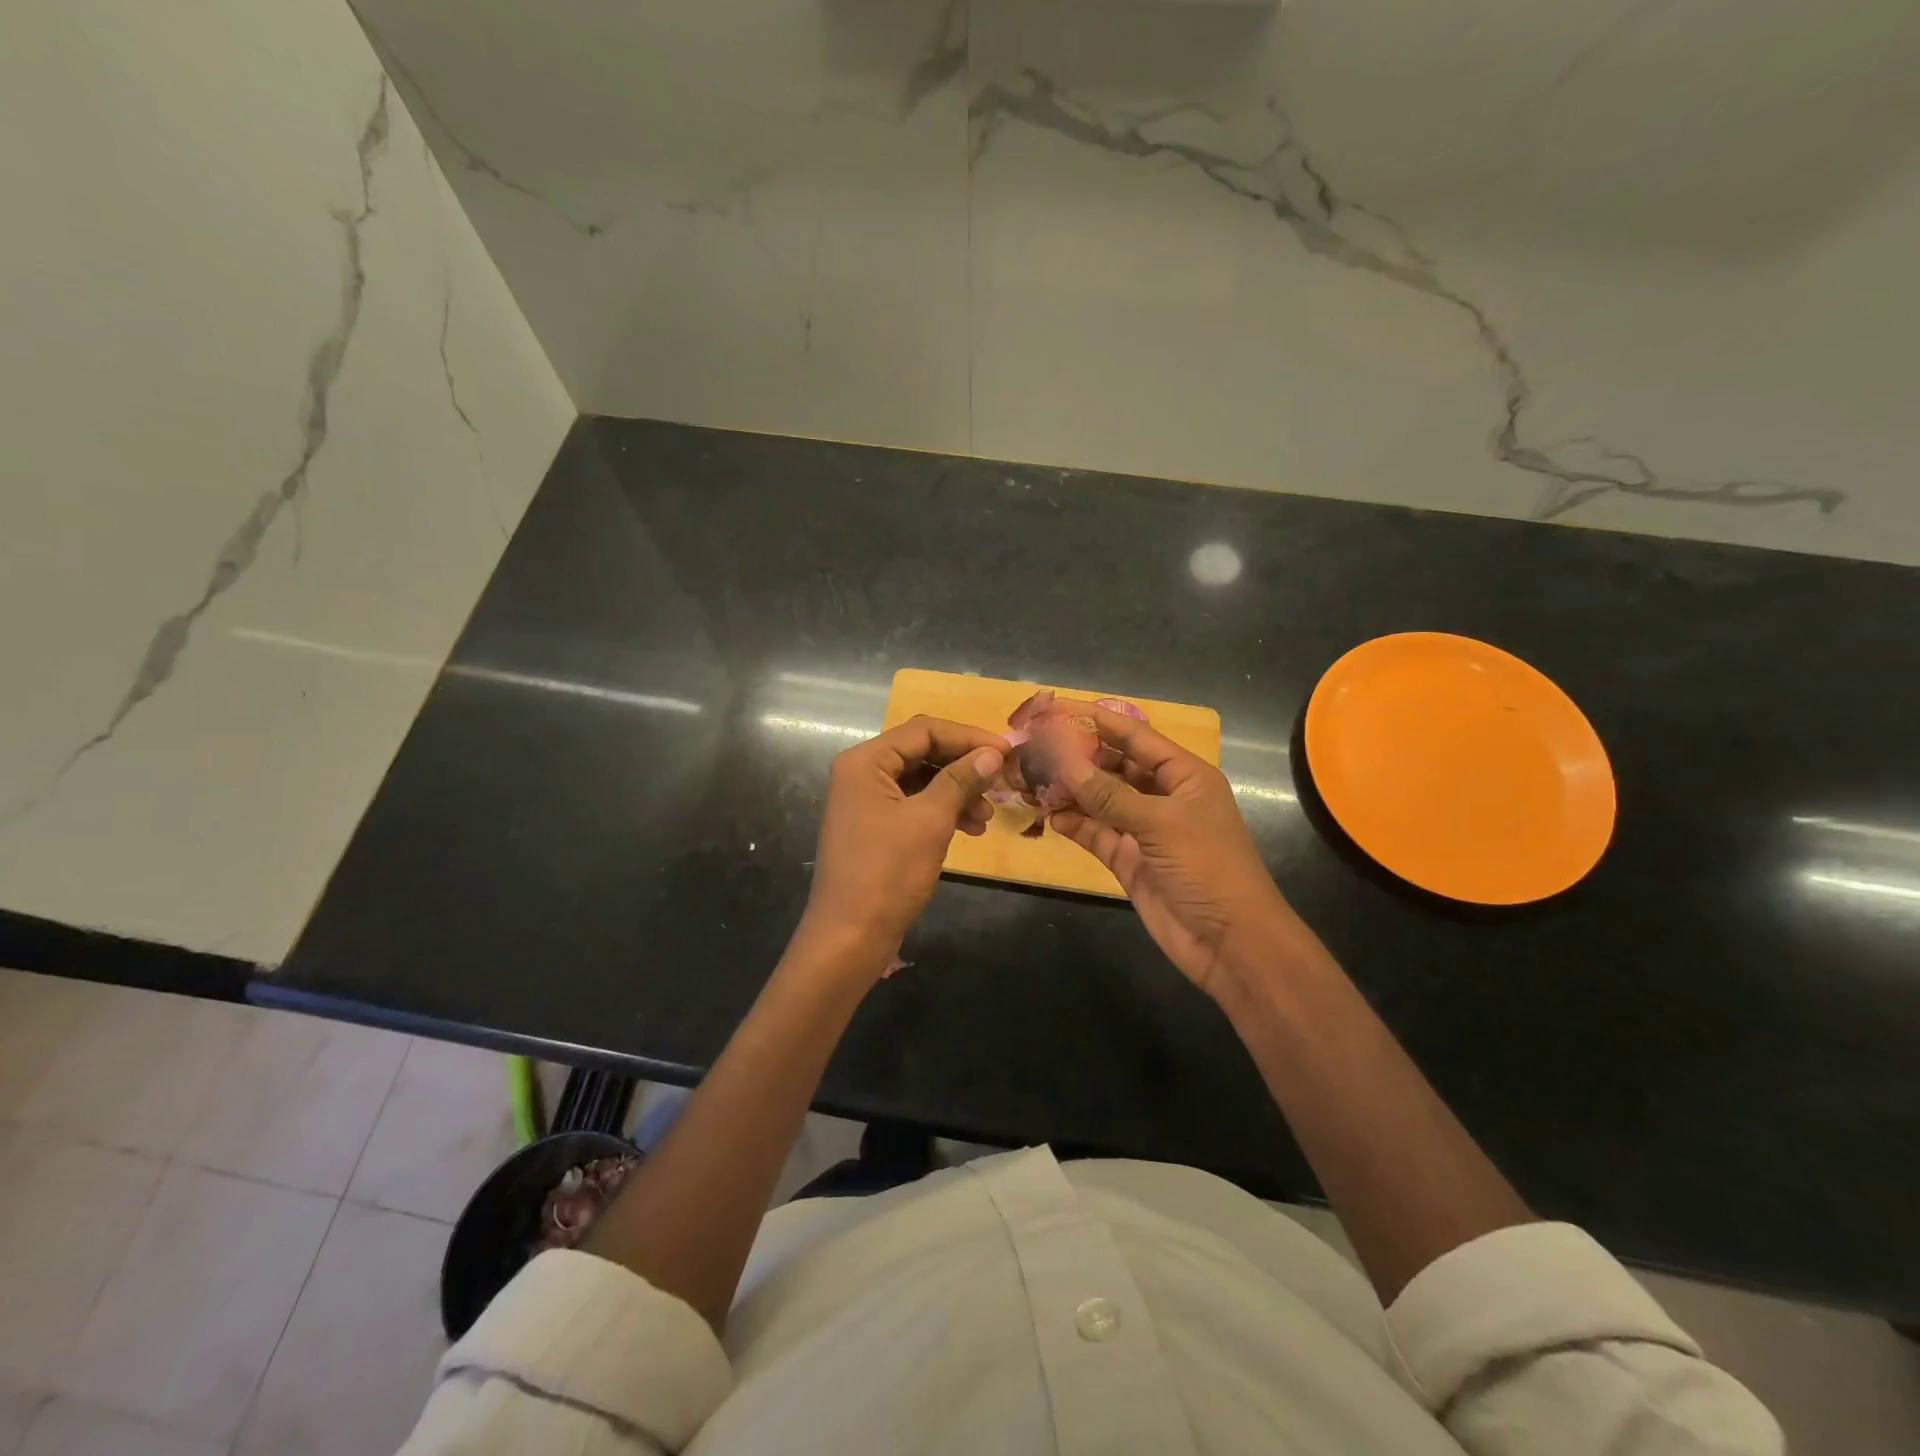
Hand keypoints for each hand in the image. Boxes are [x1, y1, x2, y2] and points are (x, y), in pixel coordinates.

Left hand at [799, 715, 1007, 968]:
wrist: (850, 936)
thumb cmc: (888, 872)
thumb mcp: (930, 820)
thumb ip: (961, 780)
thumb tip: (993, 753)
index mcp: (865, 761)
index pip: (924, 730)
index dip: (968, 737)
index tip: (1007, 752)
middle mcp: (862, 773)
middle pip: (923, 753)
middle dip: (964, 766)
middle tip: (1002, 782)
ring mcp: (867, 801)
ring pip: (923, 781)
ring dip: (958, 792)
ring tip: (987, 815)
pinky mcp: (876, 827)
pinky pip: (915, 805)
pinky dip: (944, 812)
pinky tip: (971, 829)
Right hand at [1049, 705, 1305, 1001]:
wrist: (1230, 942)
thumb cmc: (1207, 867)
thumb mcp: (1160, 823)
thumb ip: (1109, 795)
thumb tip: (1064, 764)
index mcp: (1184, 776)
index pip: (1136, 737)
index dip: (1100, 721)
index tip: (1060, 709)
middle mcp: (1163, 797)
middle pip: (1115, 767)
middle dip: (1079, 757)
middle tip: (1036, 746)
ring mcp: (1145, 830)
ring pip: (1101, 801)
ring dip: (1071, 791)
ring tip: (1033, 779)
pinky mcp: (1129, 860)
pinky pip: (1097, 833)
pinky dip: (1075, 824)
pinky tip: (1049, 815)